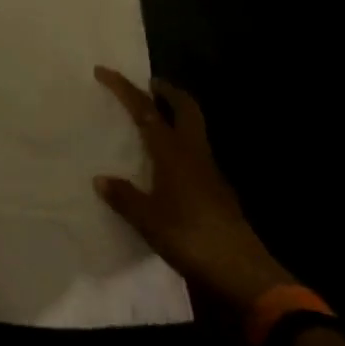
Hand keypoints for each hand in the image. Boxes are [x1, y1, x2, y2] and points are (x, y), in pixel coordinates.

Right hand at [91, 66, 294, 310]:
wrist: (243, 274)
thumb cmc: (191, 238)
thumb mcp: (148, 220)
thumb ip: (124, 197)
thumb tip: (101, 179)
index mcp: (173, 152)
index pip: (146, 110)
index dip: (124, 88)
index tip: (104, 71)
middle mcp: (194, 153)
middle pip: (185, 109)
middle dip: (166, 92)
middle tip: (148, 86)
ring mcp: (210, 172)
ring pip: (193, 130)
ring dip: (176, 117)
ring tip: (153, 122)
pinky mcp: (219, 192)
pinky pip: (196, 154)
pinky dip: (180, 146)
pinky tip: (167, 165)